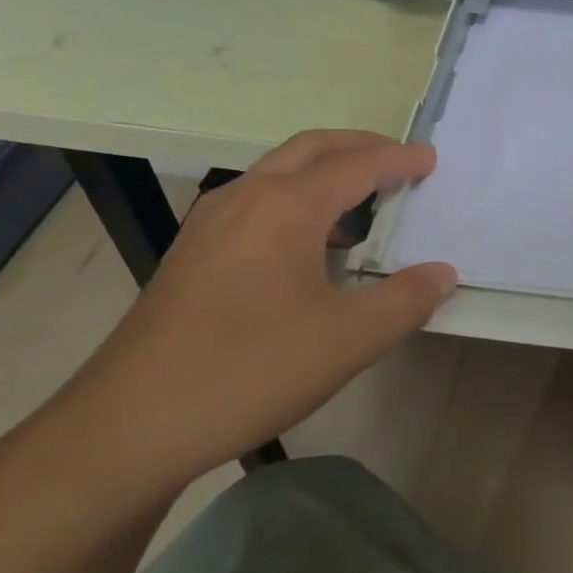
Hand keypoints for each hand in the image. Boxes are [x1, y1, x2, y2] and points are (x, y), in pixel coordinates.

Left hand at [57, 131, 456, 493]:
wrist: (130, 426)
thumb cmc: (249, 370)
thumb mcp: (348, 340)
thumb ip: (405, 300)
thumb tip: (442, 273)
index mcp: (285, 206)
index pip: (356, 165)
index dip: (398, 160)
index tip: (431, 159)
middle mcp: (244, 198)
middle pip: (311, 149)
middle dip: (360, 147)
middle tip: (400, 161)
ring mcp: (209, 225)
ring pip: (277, 174)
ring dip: (324, 174)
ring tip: (362, 204)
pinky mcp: (192, 255)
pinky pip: (256, 204)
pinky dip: (295, 202)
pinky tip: (308, 248)